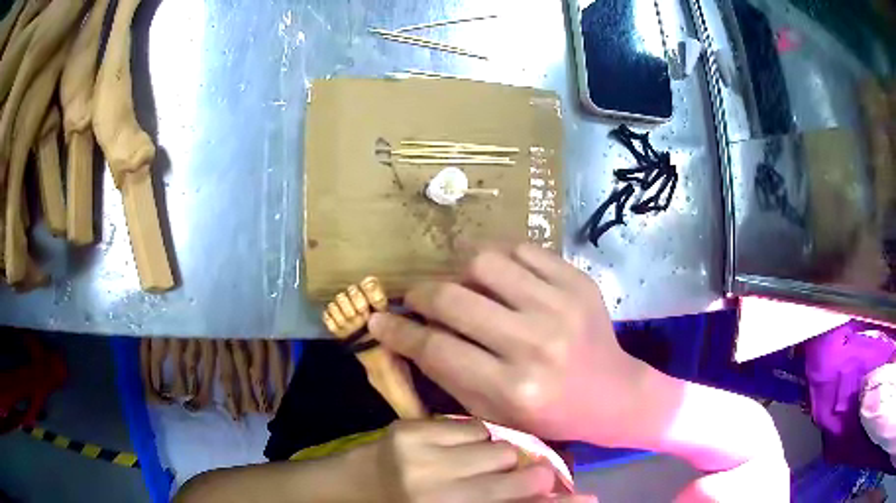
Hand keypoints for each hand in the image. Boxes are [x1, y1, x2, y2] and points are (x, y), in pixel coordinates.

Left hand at [348, 418, 591, 502]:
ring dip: (498, 453)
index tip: (581, 495)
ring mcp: (421, 459)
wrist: (360, 487)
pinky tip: (455, 447)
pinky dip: (472, 437)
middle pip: (521, 472)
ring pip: (500, 445)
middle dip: (529, 473)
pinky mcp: (409, 430)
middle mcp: (438, 494)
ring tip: (477, 461)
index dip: (557, 502)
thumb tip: (575, 496)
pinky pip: (472, 425)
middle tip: (521, 472)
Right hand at [369, 244, 647, 445]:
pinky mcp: (577, 281)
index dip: (399, 332)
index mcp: (512, 388)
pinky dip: (499, 260)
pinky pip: (522, 250)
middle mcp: (535, 343)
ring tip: (464, 286)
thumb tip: (406, 333)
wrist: (611, 393)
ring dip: (461, 271)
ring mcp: (561, 305)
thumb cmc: (549, 414)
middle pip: (454, 299)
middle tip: (417, 298)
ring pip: (485, 262)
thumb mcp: (494, 411)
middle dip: (421, 294)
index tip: (378, 320)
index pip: (437, 348)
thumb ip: (448, 374)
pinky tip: (499, 277)